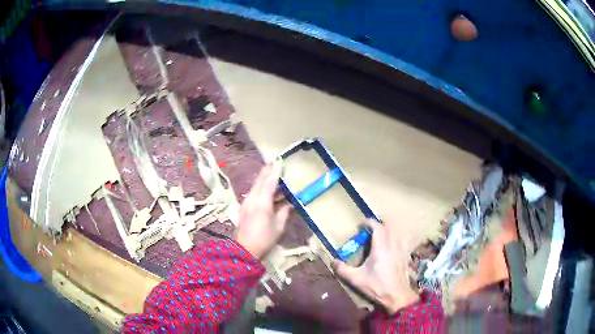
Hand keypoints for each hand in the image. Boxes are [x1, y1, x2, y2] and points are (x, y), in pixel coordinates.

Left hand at [234, 163, 291, 258]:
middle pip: (260, 180)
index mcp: (262, 202)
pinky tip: (265, 188)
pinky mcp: (244, 207)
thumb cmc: (264, 239)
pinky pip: (253, 192)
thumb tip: (291, 203)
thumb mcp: (279, 227)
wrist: (244, 250)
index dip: (275, 171)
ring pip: (255, 185)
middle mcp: (252, 198)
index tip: (280, 161)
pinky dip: (260, 187)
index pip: (270, 182)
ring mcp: (246, 202)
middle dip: (267, 171)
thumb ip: (285, 212)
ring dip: (263, 178)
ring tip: (271, 172)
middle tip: (274, 162)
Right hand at [332, 219, 418, 314]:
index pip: (377, 227)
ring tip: (381, 235)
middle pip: (388, 227)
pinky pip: (403, 240)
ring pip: (397, 232)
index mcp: (381, 248)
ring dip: (389, 230)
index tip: (362, 225)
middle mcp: (393, 245)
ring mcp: (401, 250)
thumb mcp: (356, 279)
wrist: (396, 296)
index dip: (370, 223)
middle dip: (379, 225)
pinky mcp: (405, 256)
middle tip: (369, 230)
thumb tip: (333, 261)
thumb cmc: (376, 286)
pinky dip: (397, 238)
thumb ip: (343, 269)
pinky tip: (393, 244)